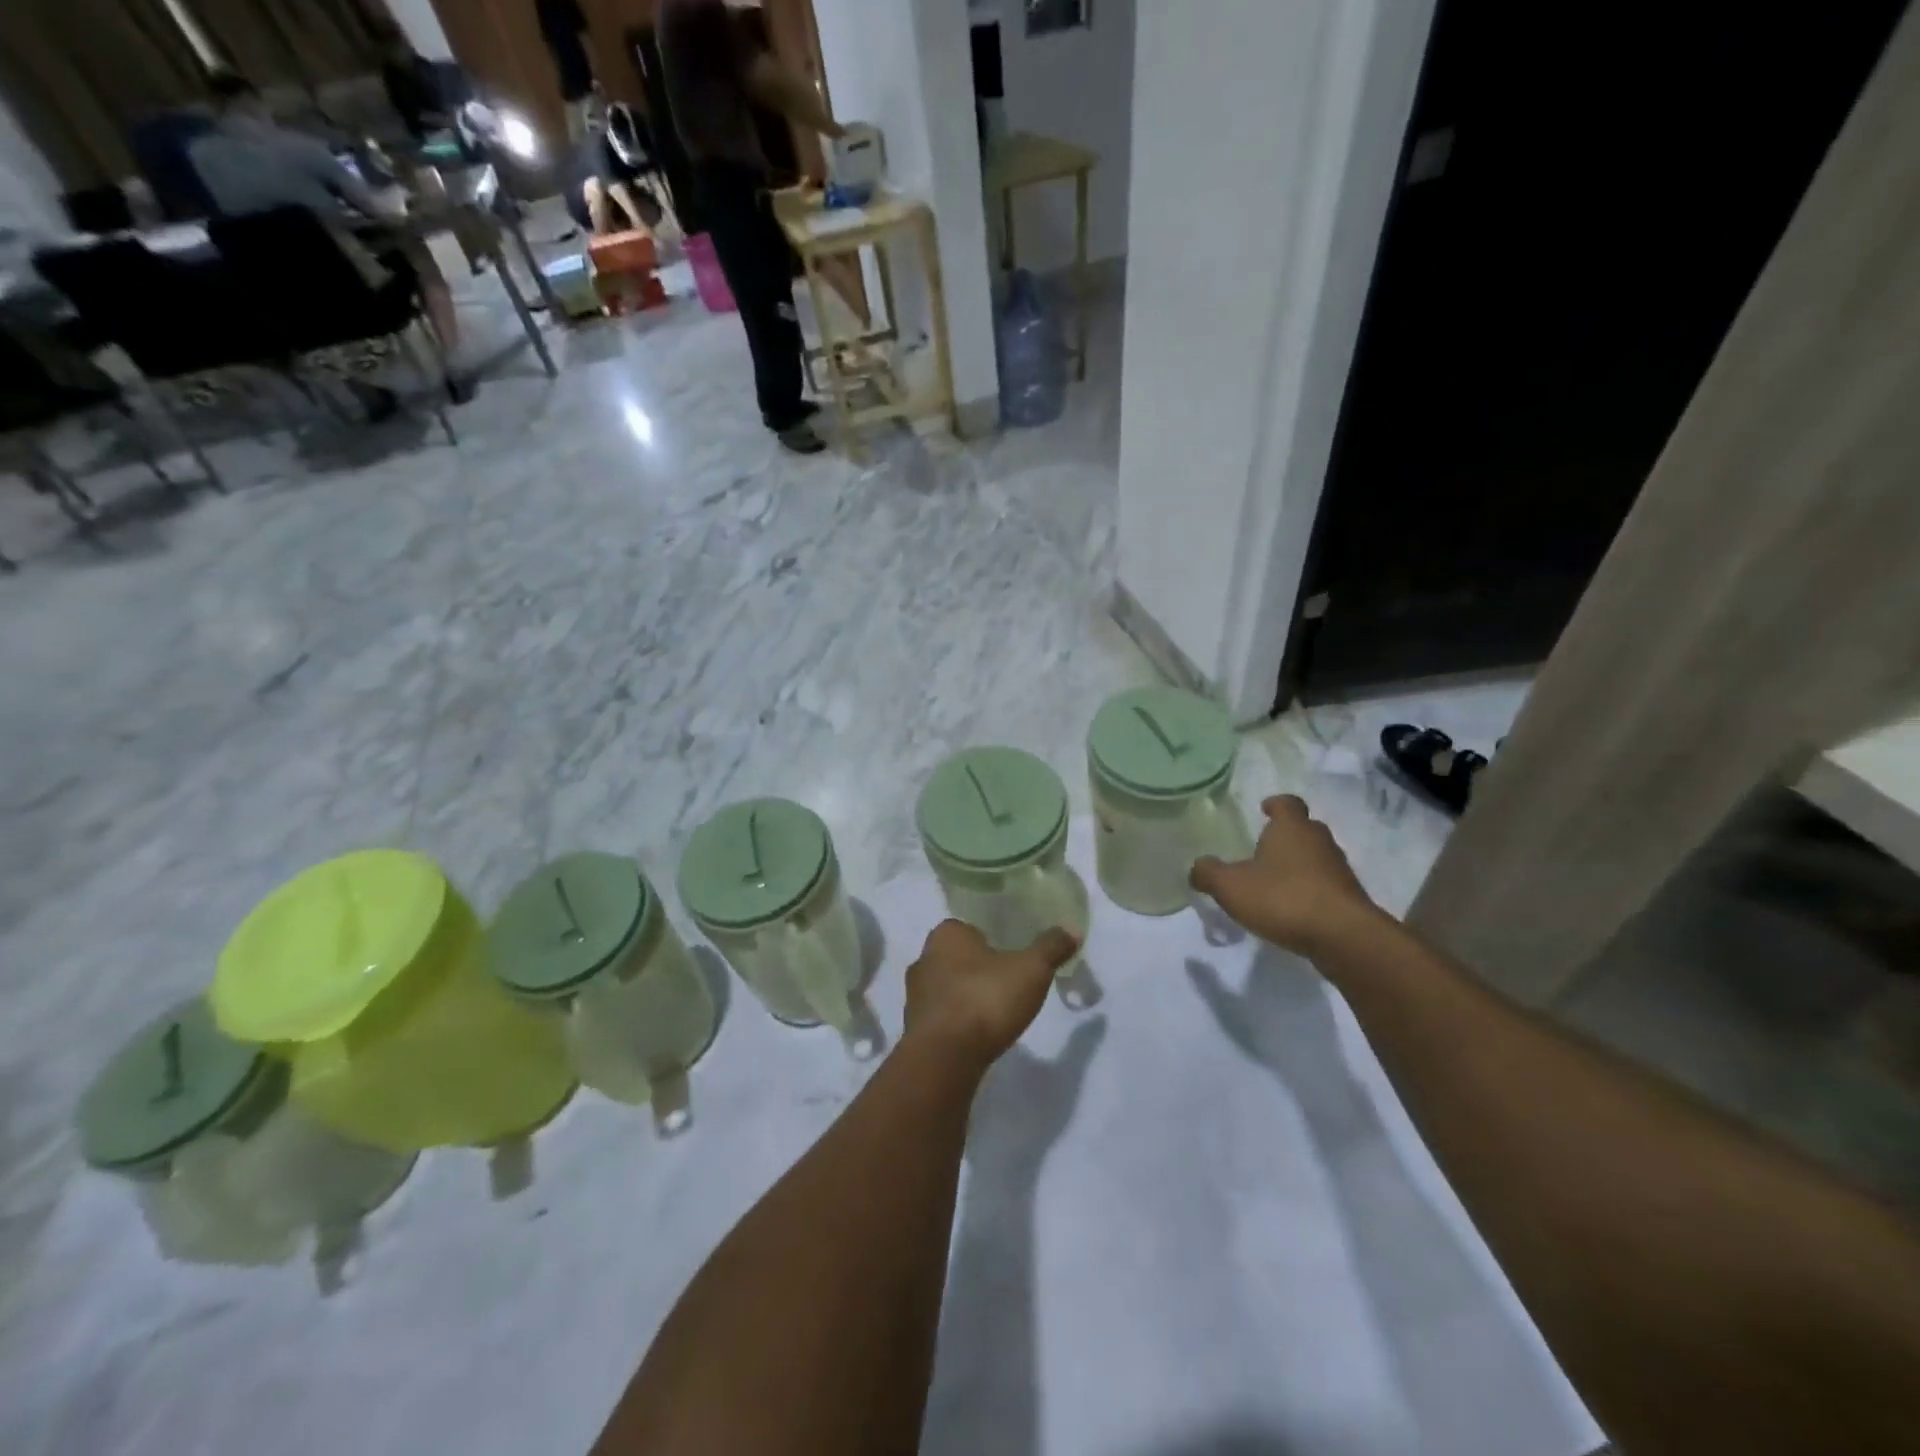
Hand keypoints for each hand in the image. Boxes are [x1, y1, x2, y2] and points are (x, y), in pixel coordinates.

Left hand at [903, 920, 1078, 1071]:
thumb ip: (1051, 947)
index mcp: (946, 934)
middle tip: (1006, 985)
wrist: (945, 1057)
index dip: (991, 941)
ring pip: (947, 988)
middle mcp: (923, 958)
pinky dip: (957, 1022)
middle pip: (957, 958)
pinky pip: (941, 1017)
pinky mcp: (914, 1028)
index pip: (970, 929)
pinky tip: (976, 1036)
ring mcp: (914, 995)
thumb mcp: (1031, 969)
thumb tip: (1071, 930)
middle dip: (978, 969)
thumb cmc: (986, 999)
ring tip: (994, 1013)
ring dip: (966, 997)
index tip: (1012, 959)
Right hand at [1190, 795, 1381, 955]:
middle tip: (1263, 849)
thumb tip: (1198, 867)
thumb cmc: (1283, 898)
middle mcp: (1319, 841)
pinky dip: (1309, 890)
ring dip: (1298, 865)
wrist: (1343, 937)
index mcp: (1292, 828)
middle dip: (1285, 836)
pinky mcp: (1349, 897)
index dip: (1275, 804)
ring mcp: (1339, 869)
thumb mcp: (1230, 886)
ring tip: (1275, 882)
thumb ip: (1208, 873)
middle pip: (1304, 829)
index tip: (1264, 809)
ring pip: (1316, 857)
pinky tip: (1292, 908)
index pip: (1287, 803)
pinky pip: (1325, 884)